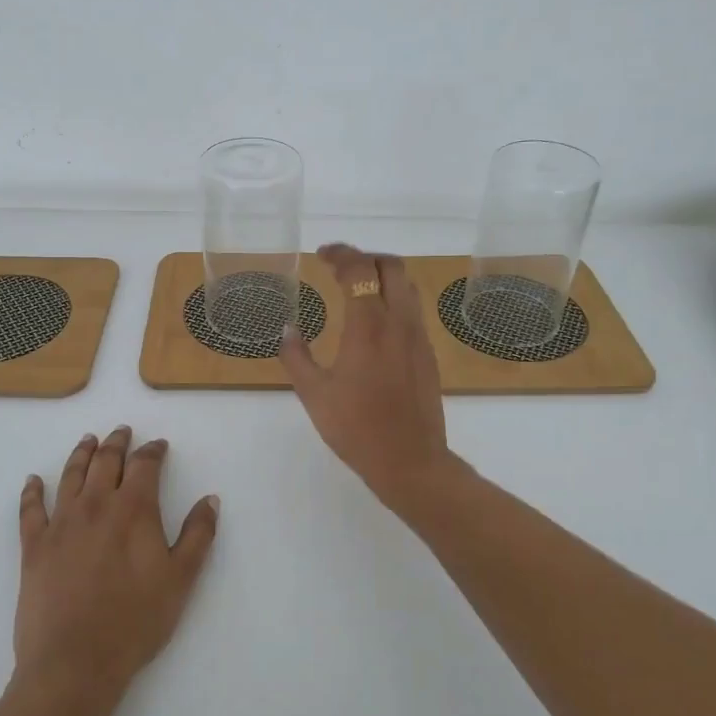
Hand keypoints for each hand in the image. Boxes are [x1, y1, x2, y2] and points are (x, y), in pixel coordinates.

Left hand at [14, 426, 218, 710]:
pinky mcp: (34, 546)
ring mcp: (61, 523)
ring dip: (81, 454)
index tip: (159, 445)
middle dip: (117, 443)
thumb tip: (210, 500)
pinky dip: (32, 491)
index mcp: (133, 509)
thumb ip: (198, 535)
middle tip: (123, 431)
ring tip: (88, 440)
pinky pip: (31, 509)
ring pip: (70, 475)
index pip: (145, 465)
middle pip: (106, 461)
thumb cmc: (135, 621)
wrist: (74, 662)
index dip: (153, 451)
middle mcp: (95, 505)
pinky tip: (33, 480)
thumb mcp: (180, 580)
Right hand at [279, 244, 455, 511]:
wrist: (410, 461)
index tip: (322, 255)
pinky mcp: (427, 353)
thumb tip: (287, 330)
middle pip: (391, 266)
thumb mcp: (314, 395)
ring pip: (408, 285)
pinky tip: (375, 321)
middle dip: (365, 257)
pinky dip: (394, 298)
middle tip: (339, 267)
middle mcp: (398, 322)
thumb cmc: (356, 429)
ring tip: (358, 287)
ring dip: (383, 275)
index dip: (341, 254)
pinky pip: (413, 309)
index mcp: (368, 327)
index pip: (360, 270)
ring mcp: (418, 337)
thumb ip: (297, 357)